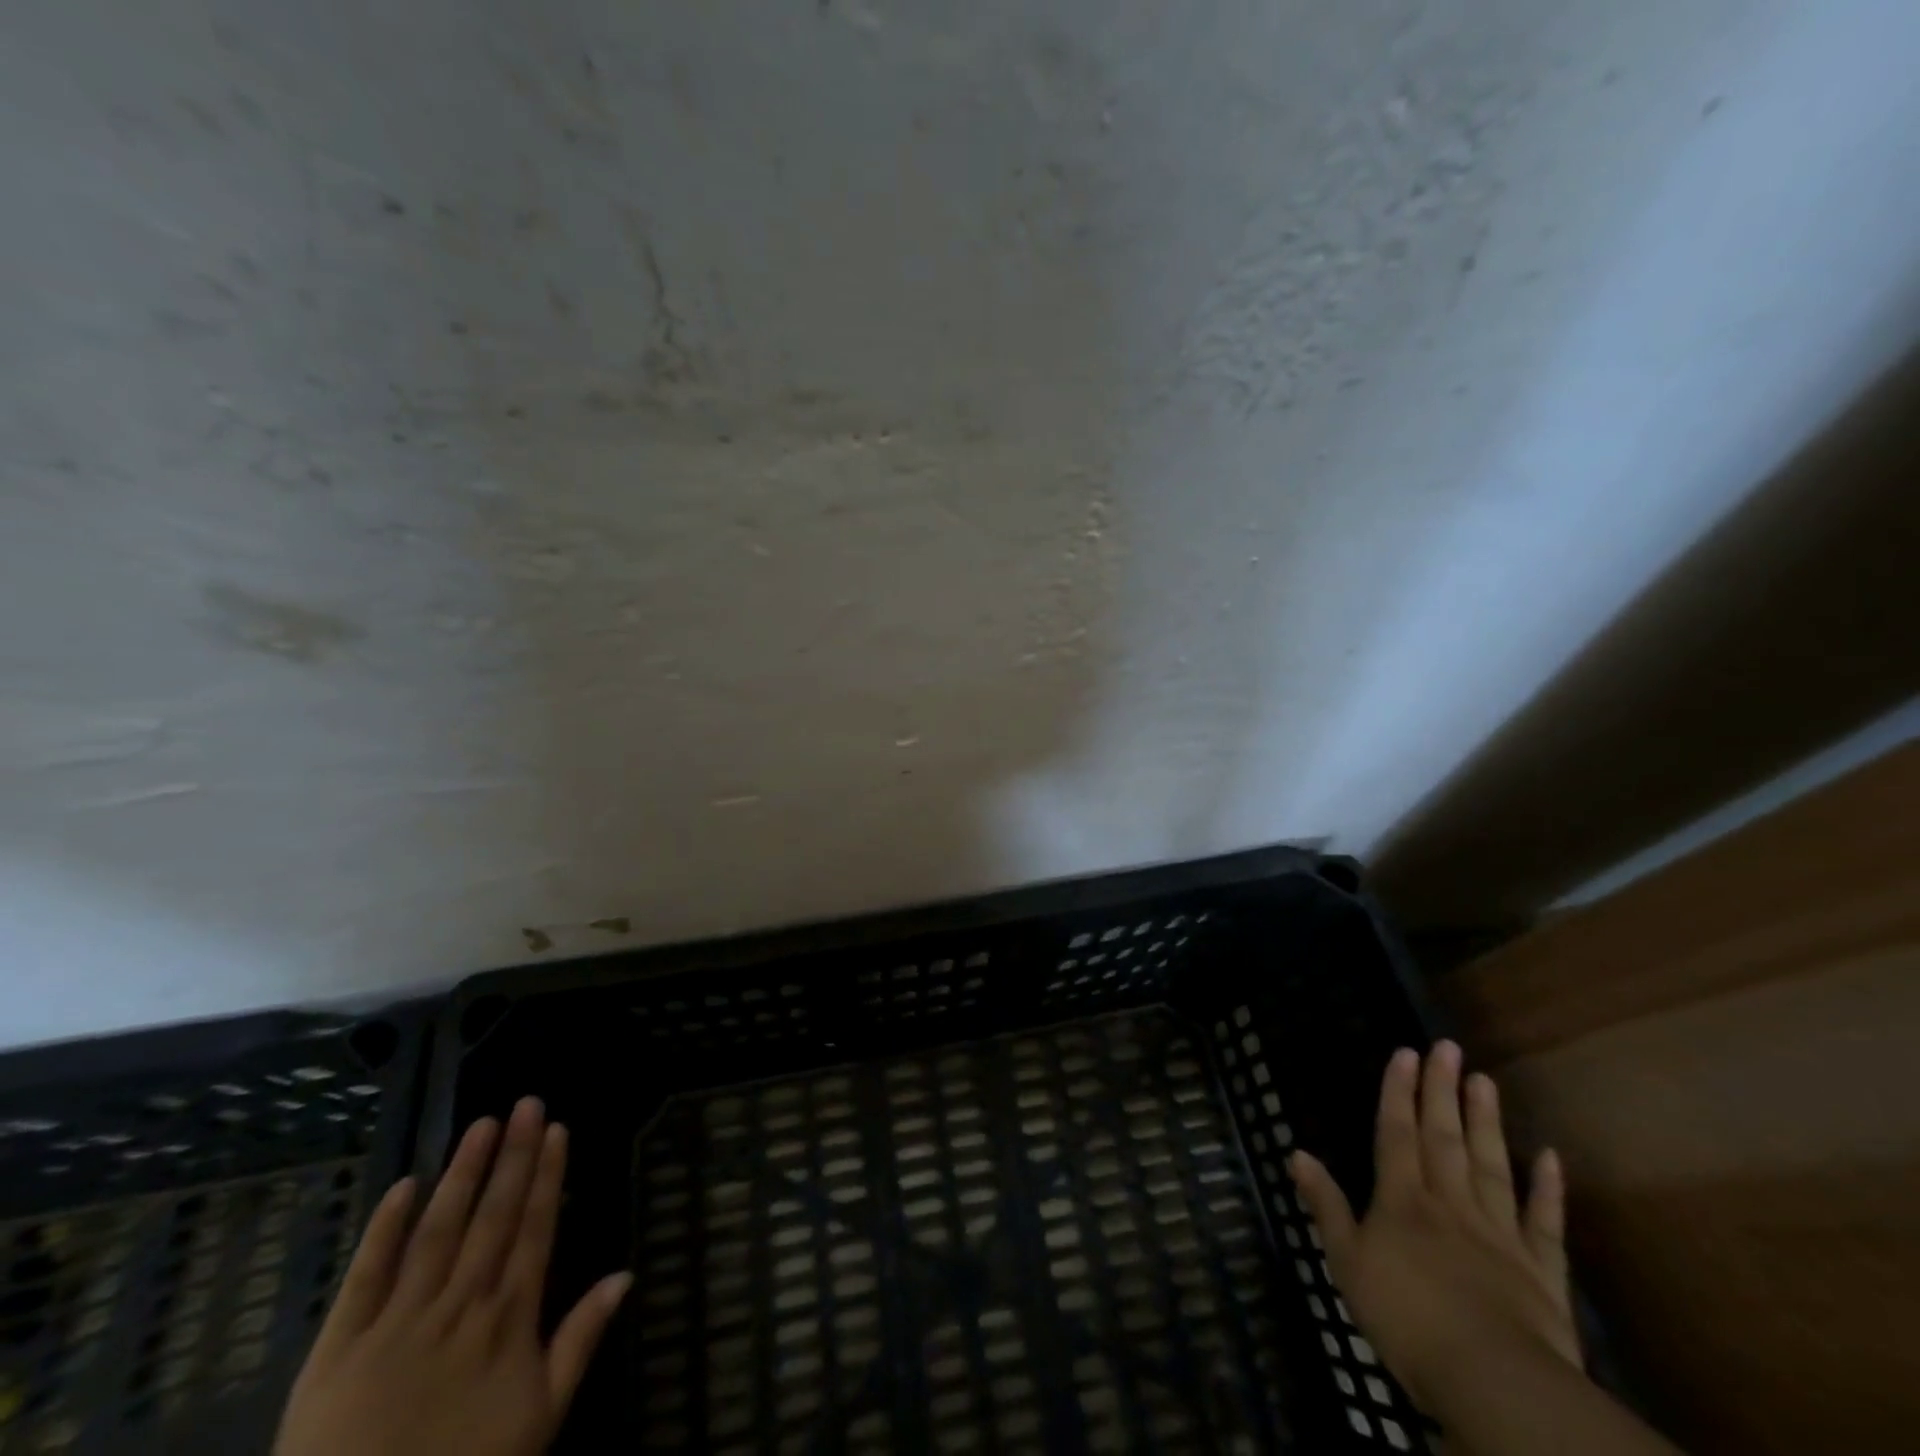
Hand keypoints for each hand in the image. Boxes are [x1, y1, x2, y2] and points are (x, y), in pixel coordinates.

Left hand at [276, 1099, 631, 1455]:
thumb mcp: (539, 1419)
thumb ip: (580, 1341)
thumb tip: (625, 1274)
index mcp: (507, 1318)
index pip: (534, 1229)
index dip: (547, 1176)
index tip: (556, 1129)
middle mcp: (460, 1304)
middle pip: (493, 1217)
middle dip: (513, 1156)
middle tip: (527, 1104)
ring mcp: (398, 1320)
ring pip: (438, 1230)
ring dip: (463, 1173)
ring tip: (482, 1124)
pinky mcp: (339, 1346)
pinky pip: (365, 1277)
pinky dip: (384, 1229)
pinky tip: (405, 1185)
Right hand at [1288, 1042, 1577, 1412]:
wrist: (1493, 1380)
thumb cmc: (1405, 1318)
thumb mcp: (1347, 1262)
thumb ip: (1326, 1206)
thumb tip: (1296, 1151)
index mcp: (1402, 1201)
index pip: (1397, 1134)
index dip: (1398, 1092)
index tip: (1405, 1052)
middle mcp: (1450, 1203)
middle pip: (1444, 1138)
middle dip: (1442, 1091)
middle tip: (1448, 1047)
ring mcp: (1499, 1233)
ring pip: (1491, 1166)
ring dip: (1486, 1122)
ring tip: (1486, 1080)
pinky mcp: (1542, 1270)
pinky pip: (1544, 1222)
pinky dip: (1548, 1189)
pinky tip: (1550, 1156)